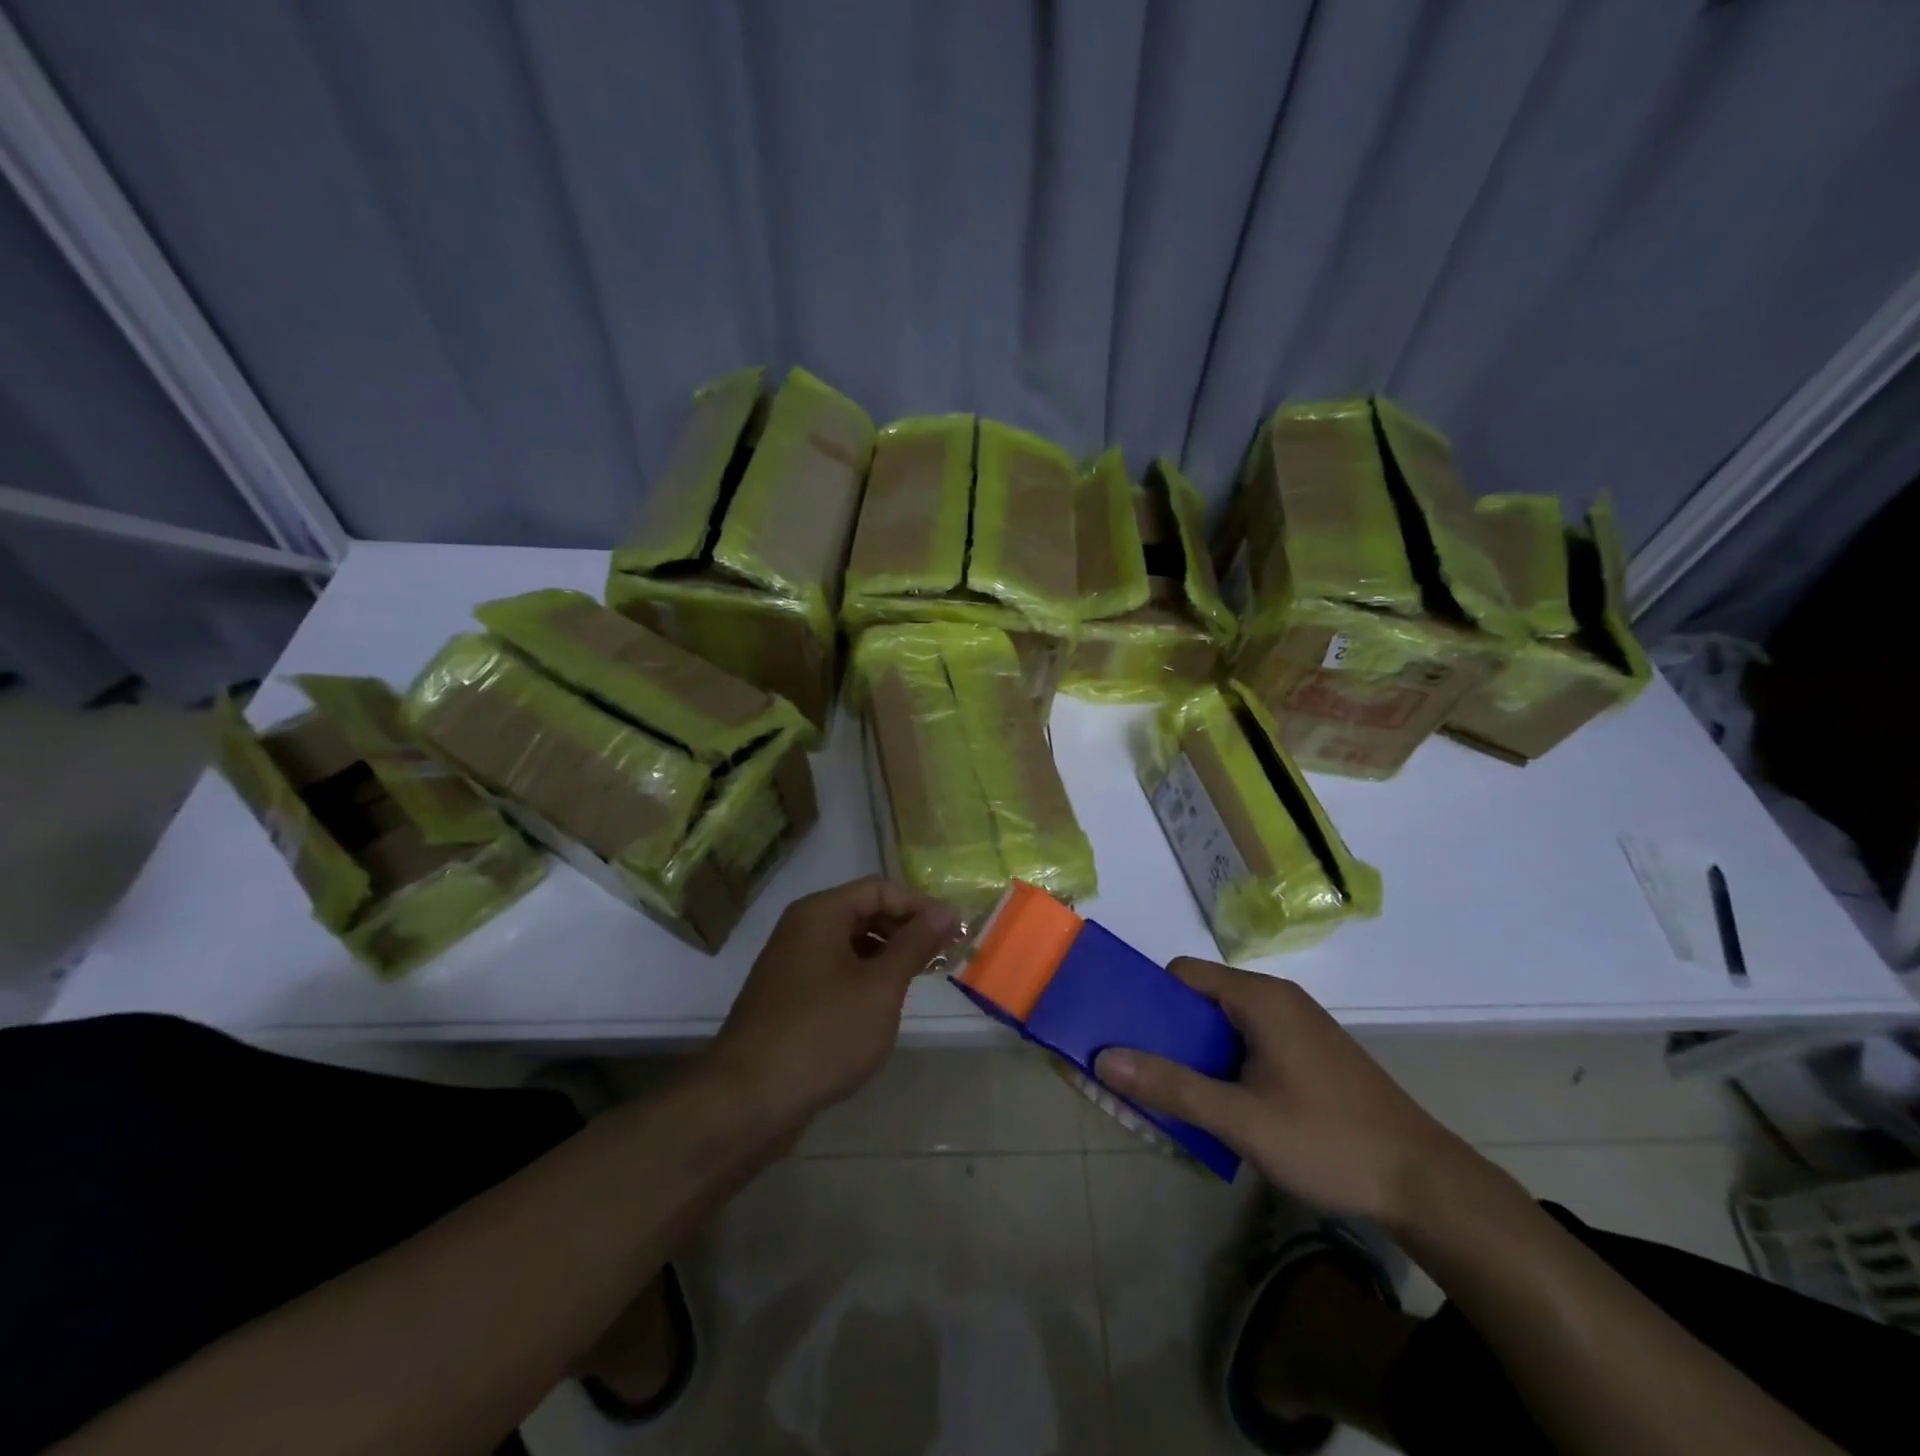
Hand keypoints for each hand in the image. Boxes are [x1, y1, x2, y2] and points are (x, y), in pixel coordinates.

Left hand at [704, 877, 961, 1128]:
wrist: (749, 1098)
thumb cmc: (824, 1033)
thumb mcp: (881, 987)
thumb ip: (915, 944)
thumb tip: (946, 910)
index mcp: (821, 913)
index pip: (880, 889)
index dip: (920, 906)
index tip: (954, 932)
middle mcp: (801, 927)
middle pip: (864, 911)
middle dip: (905, 929)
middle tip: (942, 957)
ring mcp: (790, 962)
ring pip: (850, 943)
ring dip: (887, 955)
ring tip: (919, 980)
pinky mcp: (787, 995)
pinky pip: (835, 969)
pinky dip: (864, 976)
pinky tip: (882, 1004)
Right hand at [1094, 960, 1480, 1228]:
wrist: (1425, 1184)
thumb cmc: (1328, 1141)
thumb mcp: (1241, 1120)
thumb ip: (1171, 1087)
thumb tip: (1104, 1058)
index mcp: (1260, 998)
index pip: (1184, 974)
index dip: (1150, 999)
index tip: (1126, 1035)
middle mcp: (1278, 999)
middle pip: (1203, 997)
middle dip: (1169, 1031)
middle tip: (1143, 1071)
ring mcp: (1298, 1025)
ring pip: (1226, 1023)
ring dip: (1197, 1051)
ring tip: (1176, 1093)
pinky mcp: (1311, 1053)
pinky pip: (1251, 1041)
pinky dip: (1226, 1062)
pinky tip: (1225, 1105)